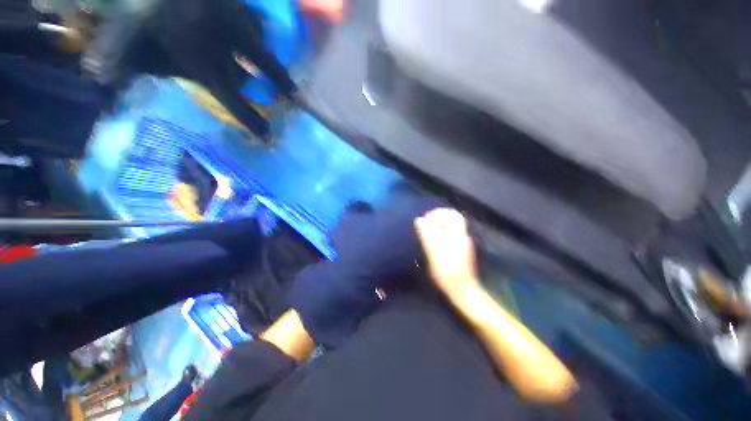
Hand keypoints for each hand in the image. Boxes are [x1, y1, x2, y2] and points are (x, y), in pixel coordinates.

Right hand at [414, 208, 479, 299]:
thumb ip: (426, 233)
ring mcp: (462, 243)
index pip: (451, 213)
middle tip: (426, 224)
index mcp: (457, 233)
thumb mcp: (433, 251)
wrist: (461, 289)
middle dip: (438, 218)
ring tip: (427, 232)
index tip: (426, 219)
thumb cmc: (446, 270)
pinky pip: (451, 235)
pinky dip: (442, 233)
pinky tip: (433, 242)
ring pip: (451, 227)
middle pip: (452, 218)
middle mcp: (461, 235)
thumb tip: (419, 219)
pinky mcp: (461, 250)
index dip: (438, 213)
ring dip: (439, 226)